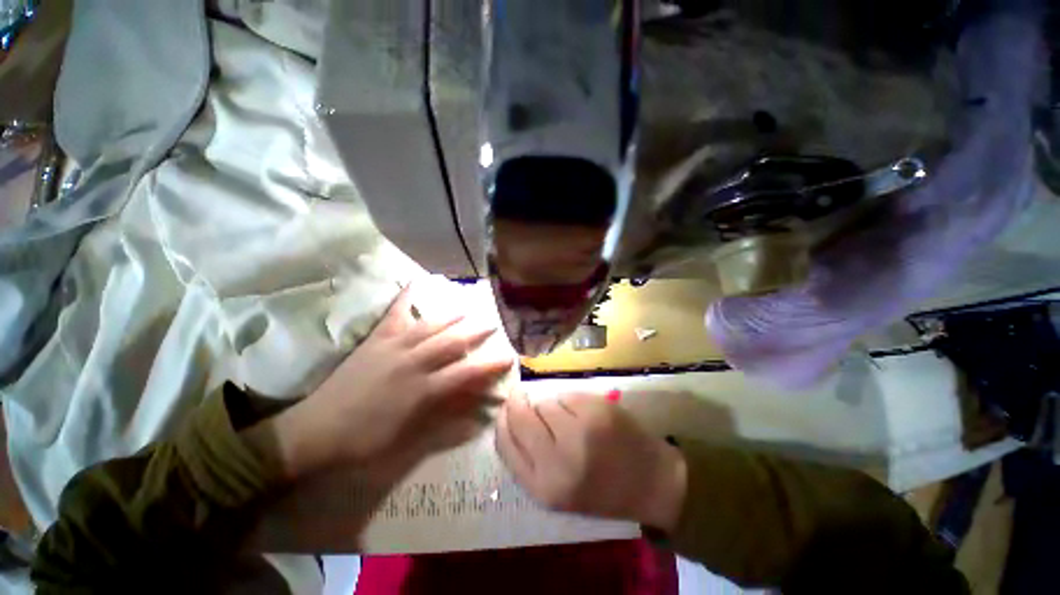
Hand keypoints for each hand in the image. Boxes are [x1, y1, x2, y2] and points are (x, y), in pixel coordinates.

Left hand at [271, 285, 514, 480]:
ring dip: (452, 315)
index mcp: (422, 389)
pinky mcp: (375, 340)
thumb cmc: (365, 440)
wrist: (316, 430)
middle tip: (493, 322)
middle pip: (452, 342)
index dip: (490, 365)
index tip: (508, 357)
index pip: (466, 373)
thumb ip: (445, 420)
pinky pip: (394, 314)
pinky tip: (417, 282)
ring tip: (467, 306)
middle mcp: (413, 363)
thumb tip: (476, 412)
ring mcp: (393, 347)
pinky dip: (406, 297)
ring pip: (430, 326)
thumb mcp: (409, 438)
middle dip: (476, 332)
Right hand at [496, 391, 686, 532]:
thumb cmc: (600, 489)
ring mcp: (579, 430)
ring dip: (548, 406)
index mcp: (544, 487)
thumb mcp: (556, 490)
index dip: (502, 420)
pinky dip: (568, 400)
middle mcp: (558, 459)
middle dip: (518, 403)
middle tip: (521, 397)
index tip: (505, 408)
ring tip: (566, 419)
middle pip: (521, 416)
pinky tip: (583, 413)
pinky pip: (566, 394)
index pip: (505, 443)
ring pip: (544, 402)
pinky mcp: (596, 409)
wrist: (651, 482)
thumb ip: (528, 458)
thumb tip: (509, 415)